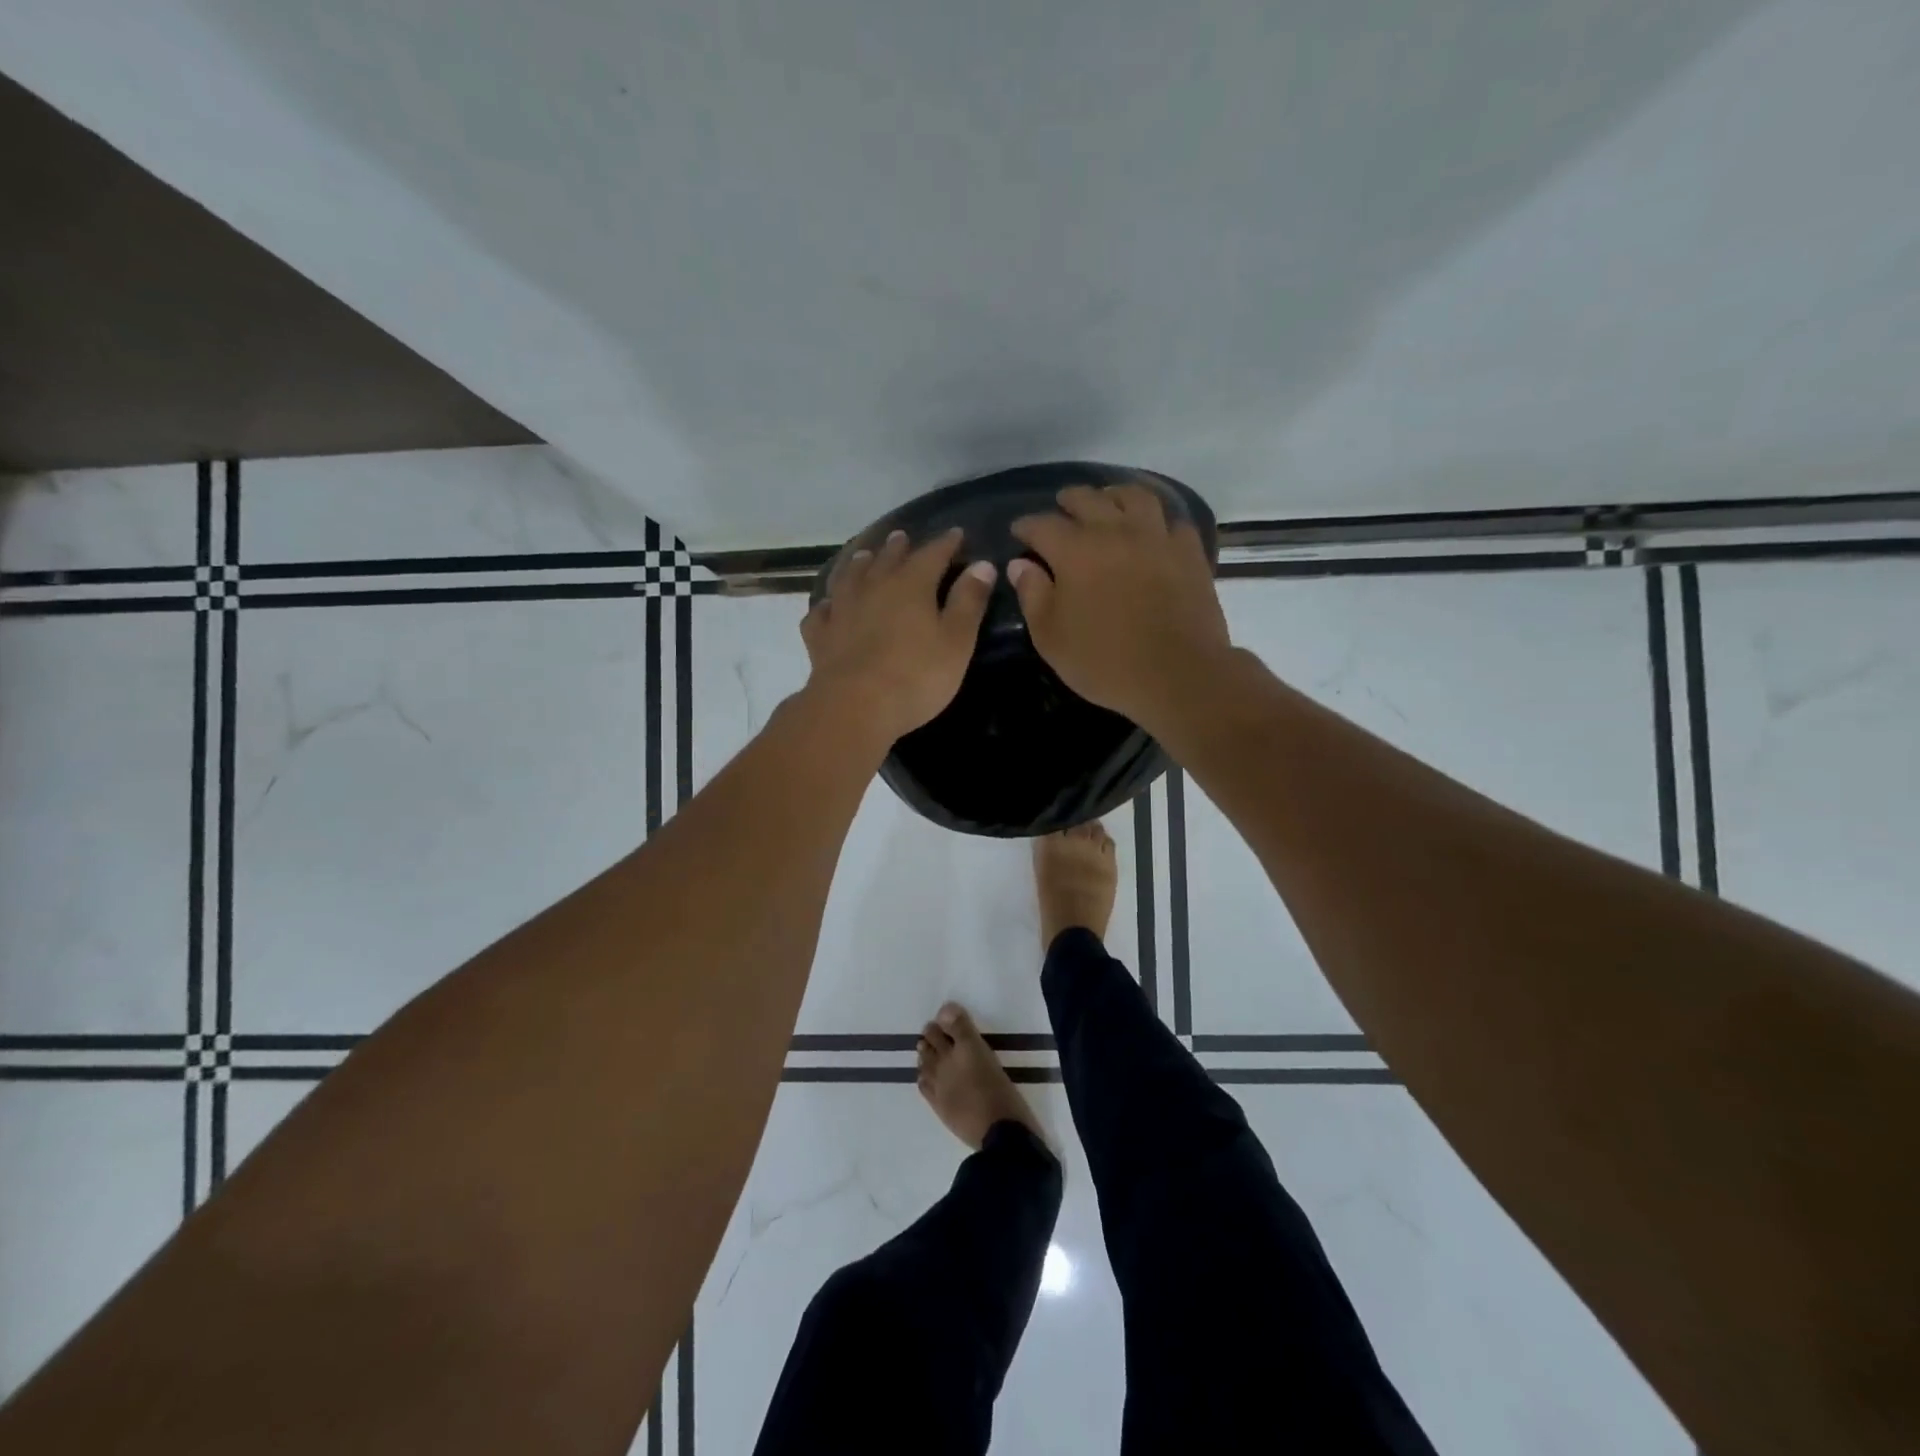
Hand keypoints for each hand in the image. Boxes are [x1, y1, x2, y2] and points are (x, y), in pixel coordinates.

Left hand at [801, 527, 996, 743]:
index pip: (932, 554)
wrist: (854, 706)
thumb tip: (982, 565)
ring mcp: (842, 609)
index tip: (956, 534)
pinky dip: (828, 604)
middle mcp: (873, 587)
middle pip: (887, 558)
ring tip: (864, 557)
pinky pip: (822, 612)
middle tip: (902, 538)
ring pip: (850, 577)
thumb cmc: (916, 676)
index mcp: (911, 584)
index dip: (946, 543)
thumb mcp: (956, 641)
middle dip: (898, 547)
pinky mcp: (820, 635)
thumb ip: (969, 601)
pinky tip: (829, 606)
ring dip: (860, 564)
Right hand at [1008, 483, 1230, 728]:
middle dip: (1069, 500)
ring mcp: (1156, 537)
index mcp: (1075, 551)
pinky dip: (1157, 520)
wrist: (1177, 674)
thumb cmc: (1104, 661)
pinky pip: (1171, 521)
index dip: (1026, 525)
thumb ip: (1033, 595)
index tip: (1019, 531)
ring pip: (1134, 497)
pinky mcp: (1188, 552)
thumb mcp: (1051, 637)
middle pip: (1088, 499)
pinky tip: (1152, 530)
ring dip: (1114, 495)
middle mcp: (1115, 531)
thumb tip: (1020, 565)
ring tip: (1108, 502)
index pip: (1042, 525)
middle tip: (1062, 507)